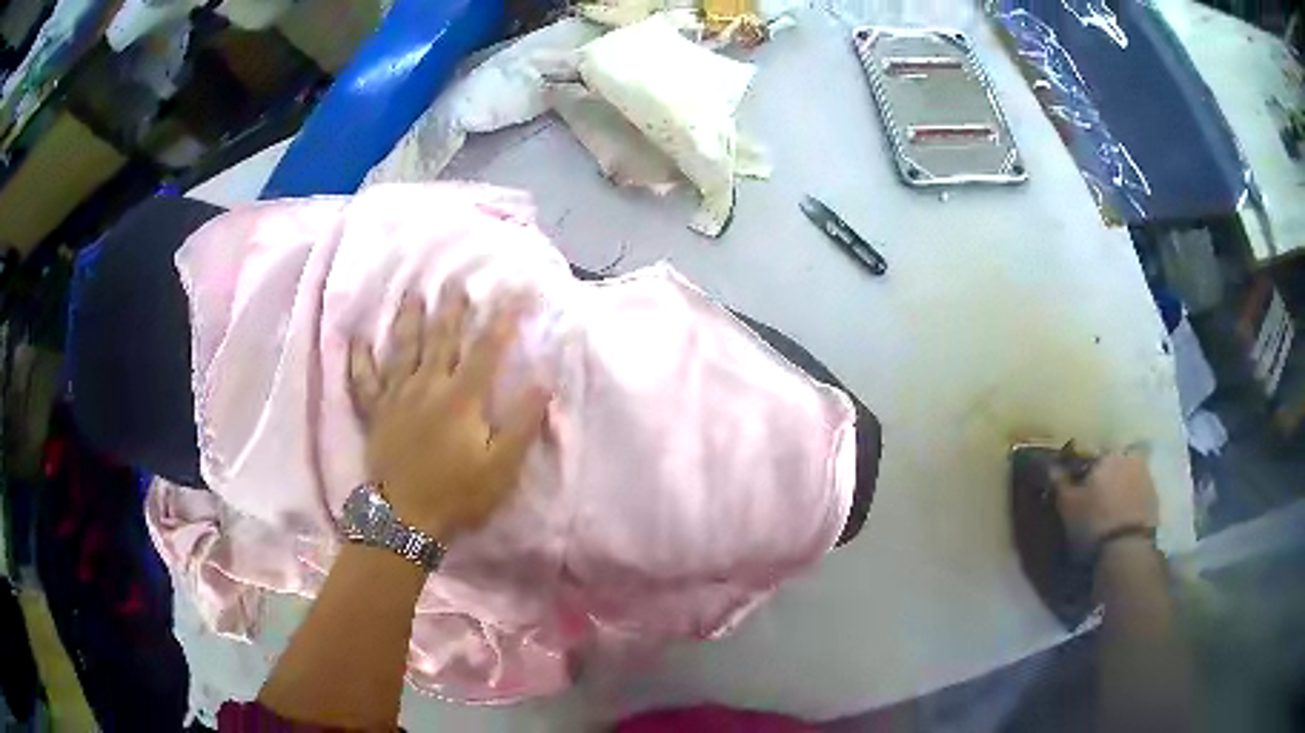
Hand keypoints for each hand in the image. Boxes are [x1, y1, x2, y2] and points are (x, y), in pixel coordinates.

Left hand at [347, 285, 548, 541]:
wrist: (405, 518)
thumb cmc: (457, 494)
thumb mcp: (501, 467)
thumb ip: (522, 424)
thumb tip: (543, 384)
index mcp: (461, 397)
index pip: (487, 350)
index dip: (503, 320)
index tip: (516, 294)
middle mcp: (427, 385)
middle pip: (441, 339)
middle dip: (452, 309)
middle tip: (456, 282)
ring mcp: (396, 396)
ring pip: (402, 348)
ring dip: (409, 319)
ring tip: (412, 293)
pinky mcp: (376, 412)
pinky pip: (364, 379)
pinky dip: (359, 358)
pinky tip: (357, 339)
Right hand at [1054, 452, 1158, 552]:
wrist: (1127, 551)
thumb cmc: (1093, 523)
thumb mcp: (1067, 504)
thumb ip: (1057, 480)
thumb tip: (1043, 461)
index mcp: (1107, 454)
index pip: (1088, 455)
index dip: (1078, 472)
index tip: (1071, 487)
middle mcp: (1129, 458)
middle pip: (1110, 466)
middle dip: (1101, 479)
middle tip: (1090, 501)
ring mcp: (1146, 478)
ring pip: (1126, 479)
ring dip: (1117, 490)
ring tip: (1105, 513)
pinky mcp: (1155, 500)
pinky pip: (1137, 496)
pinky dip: (1128, 503)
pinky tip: (1119, 520)